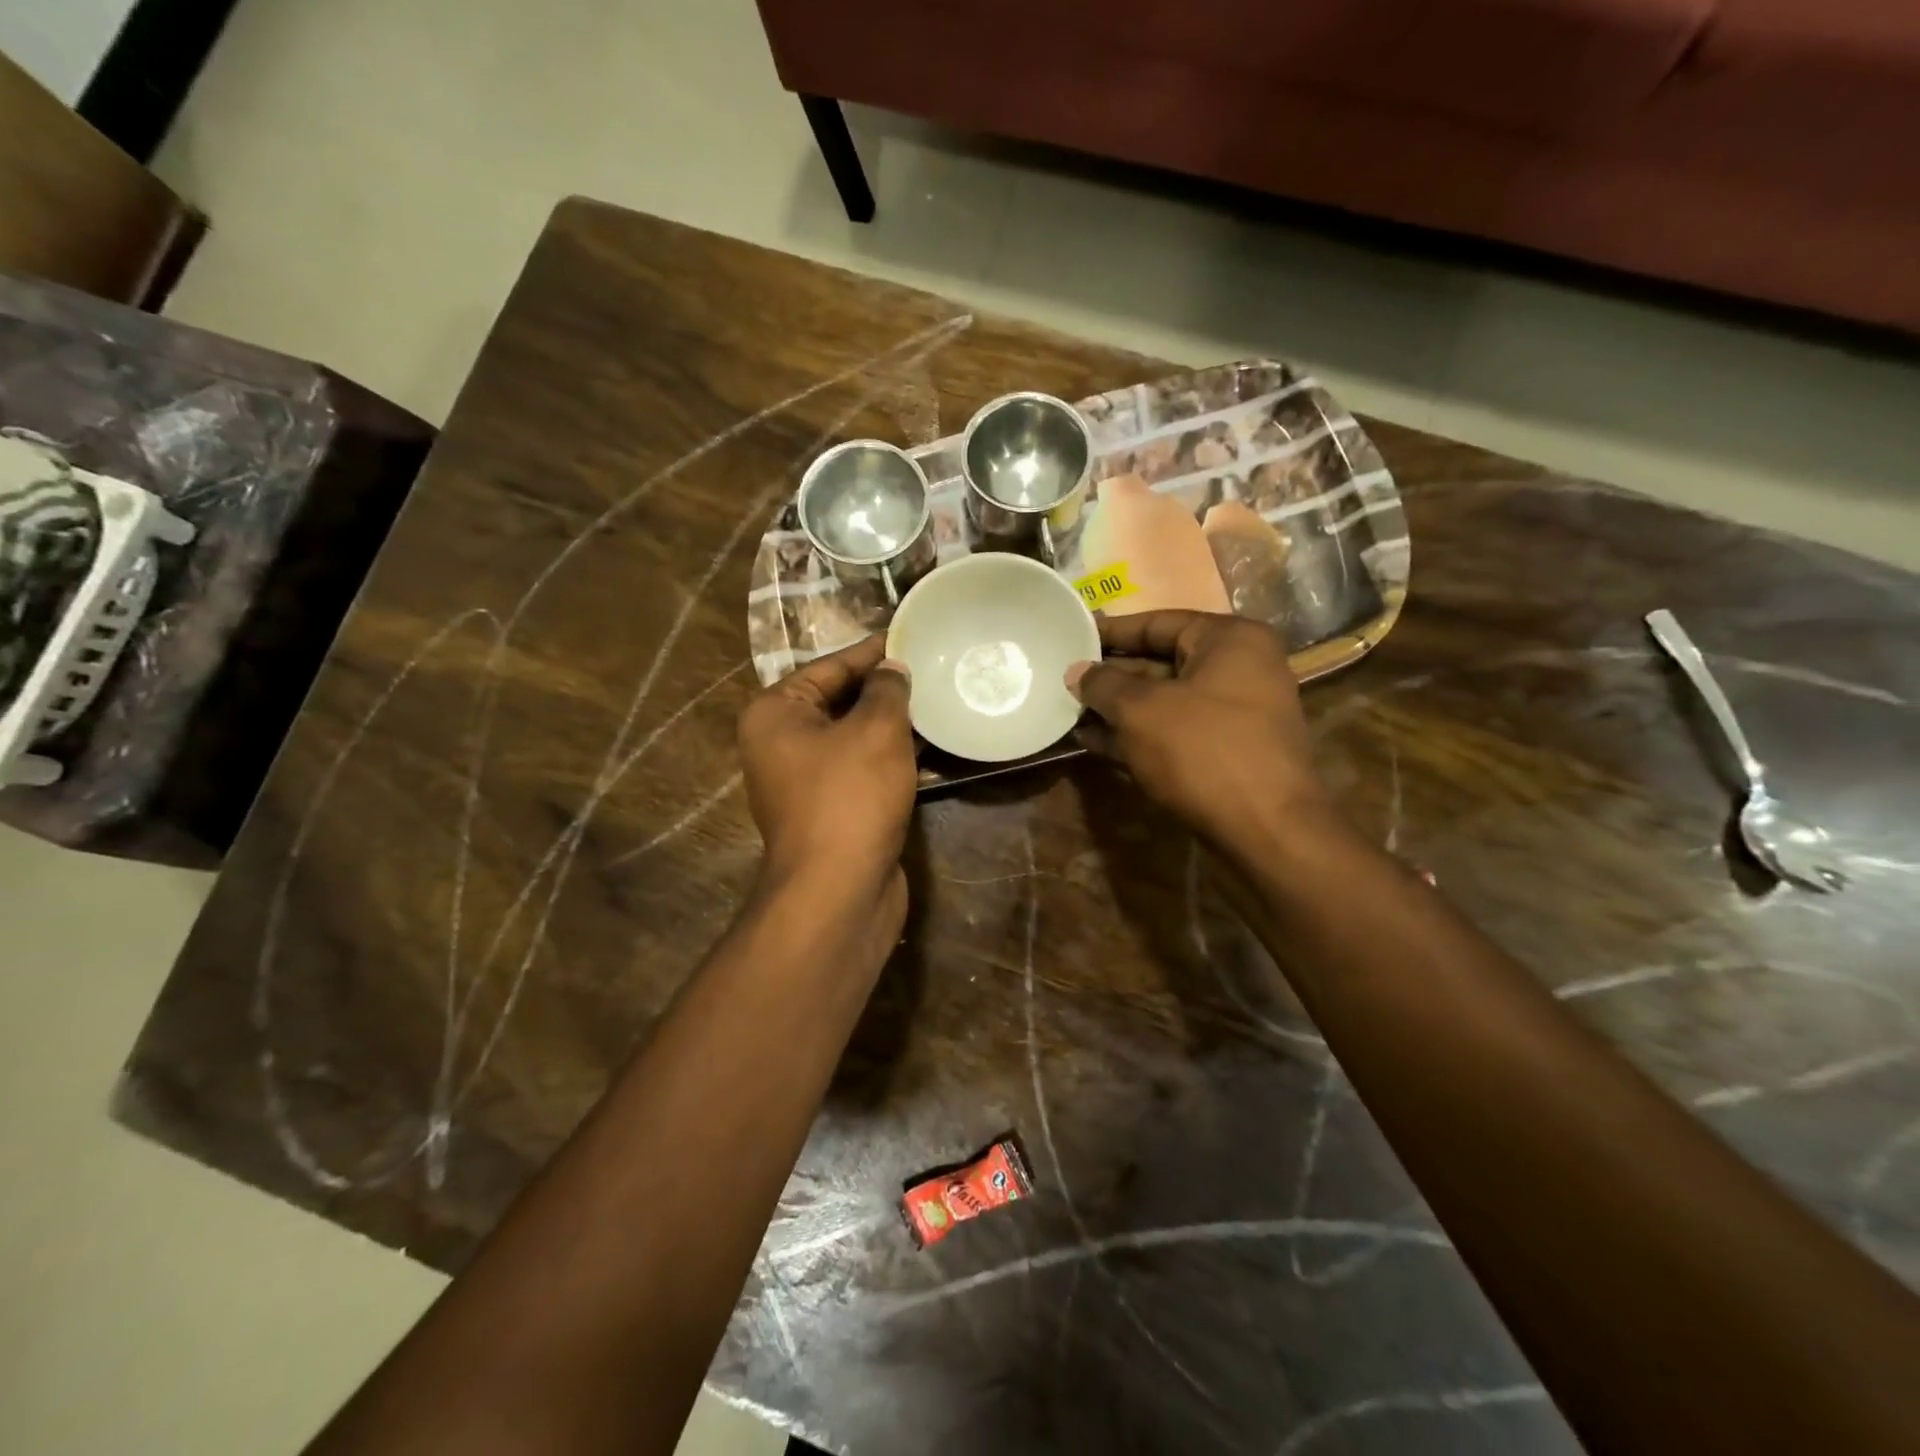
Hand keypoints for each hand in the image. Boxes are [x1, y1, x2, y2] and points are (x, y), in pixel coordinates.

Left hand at [737, 634, 916, 928]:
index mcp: (774, 714)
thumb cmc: (850, 796)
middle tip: (930, 668)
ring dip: (891, 724)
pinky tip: (930, 748)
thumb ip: (887, 690)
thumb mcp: (875, 730)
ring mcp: (804, 781)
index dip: (871, 652)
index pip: (828, 667)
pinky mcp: (831, 810)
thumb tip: (893, 669)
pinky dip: (890, 758)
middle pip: (838, 701)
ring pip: (853, 738)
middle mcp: (781, 744)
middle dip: (883, 688)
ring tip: (936, 701)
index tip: (910, 637)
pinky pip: (862, 770)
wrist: (839, 891)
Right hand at [1066, 611, 1337, 853]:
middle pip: (1162, 662)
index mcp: (1230, 640)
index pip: (1158, 622)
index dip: (1111, 631)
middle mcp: (1240, 668)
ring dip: (1119, 709)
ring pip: (1166, 701)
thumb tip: (1077, 672)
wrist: (1266, 830)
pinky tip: (1095, 742)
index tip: (1072, 636)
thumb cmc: (1203, 751)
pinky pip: (1175, 732)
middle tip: (1066, 679)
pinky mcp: (1228, 753)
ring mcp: (1237, 714)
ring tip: (1070, 711)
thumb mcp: (1141, 710)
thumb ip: (1103, 685)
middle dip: (1112, 675)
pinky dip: (1138, 735)